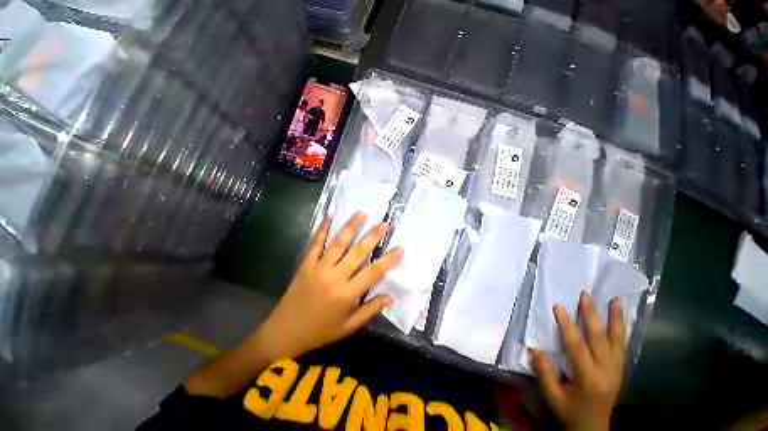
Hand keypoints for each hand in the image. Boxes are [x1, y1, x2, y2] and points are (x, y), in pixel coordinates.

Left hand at [256, 212, 402, 360]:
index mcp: (346, 295)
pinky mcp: (305, 265)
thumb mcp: (348, 327)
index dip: (388, 260)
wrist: (288, 329)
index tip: (400, 247)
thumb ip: (369, 311)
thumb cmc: (321, 331)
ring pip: (337, 244)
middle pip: (357, 253)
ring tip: (361, 213)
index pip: (373, 273)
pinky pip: (315, 244)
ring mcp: (318, 268)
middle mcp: (334, 277)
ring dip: (350, 227)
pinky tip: (329, 217)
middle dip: (372, 236)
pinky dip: (322, 230)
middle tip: (384, 223)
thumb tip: (389, 297)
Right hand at [531, 293, 625, 430]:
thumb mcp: (552, 398)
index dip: (567, 327)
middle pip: (599, 338)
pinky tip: (621, 318)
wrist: (591, 426)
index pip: (576, 348)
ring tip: (614, 299)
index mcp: (586, 379)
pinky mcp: (621, 368)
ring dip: (615, 318)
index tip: (559, 308)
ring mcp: (616, 368)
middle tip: (585, 296)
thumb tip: (533, 349)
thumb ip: (544, 374)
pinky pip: (623, 345)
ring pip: (617, 339)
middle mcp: (605, 370)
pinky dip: (622, 330)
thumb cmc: (569, 413)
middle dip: (591, 316)